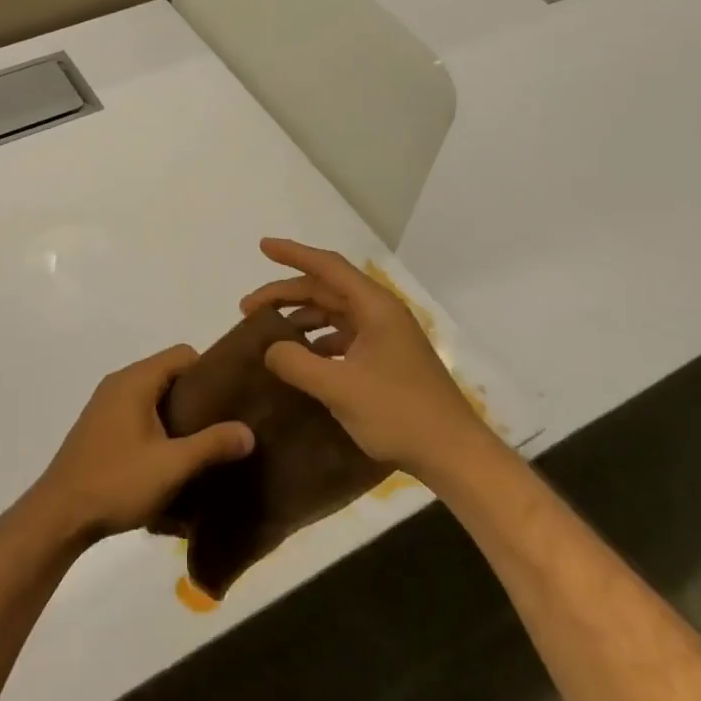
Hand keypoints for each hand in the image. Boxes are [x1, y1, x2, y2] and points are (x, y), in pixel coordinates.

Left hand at [26, 346, 255, 545]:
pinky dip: (158, 428)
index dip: (210, 372)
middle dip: (198, 398)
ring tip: (203, 445)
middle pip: (169, 375)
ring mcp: (106, 406)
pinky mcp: (100, 428)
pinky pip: (138, 415)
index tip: (232, 399)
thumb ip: (212, 445)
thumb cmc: (117, 482)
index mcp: (136, 380)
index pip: (183, 354)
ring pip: (154, 398)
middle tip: (224, 425)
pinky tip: (170, 459)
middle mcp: (119, 384)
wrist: (59, 515)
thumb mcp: (172, 466)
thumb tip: (248, 432)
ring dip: (177, 417)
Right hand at [241, 238, 493, 479]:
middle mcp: (380, 314)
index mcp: (374, 307)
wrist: (453, 453)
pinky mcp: (385, 360)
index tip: (262, 246)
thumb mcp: (339, 388)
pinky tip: (299, 360)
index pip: (327, 267)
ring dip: (300, 319)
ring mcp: (385, 337)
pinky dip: (317, 342)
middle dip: (286, 294)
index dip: (293, 254)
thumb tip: (270, 349)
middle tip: (247, 309)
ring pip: (333, 314)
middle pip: (326, 290)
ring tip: (267, 334)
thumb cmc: (399, 413)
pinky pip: (343, 338)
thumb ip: (297, 363)